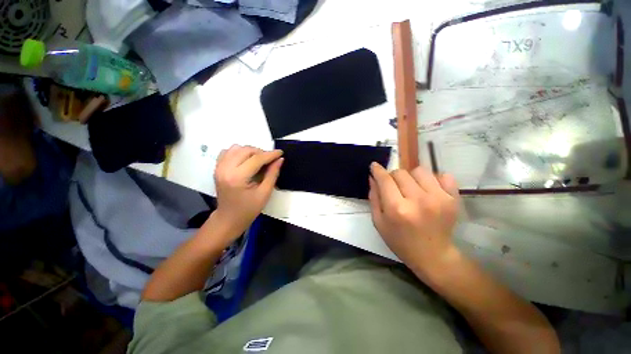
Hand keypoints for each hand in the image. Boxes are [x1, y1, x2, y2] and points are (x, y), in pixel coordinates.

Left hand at [212, 145, 282, 240]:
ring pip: (236, 148)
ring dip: (250, 151)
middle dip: (261, 152)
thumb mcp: (265, 193)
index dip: (270, 154)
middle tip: (270, 160)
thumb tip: (280, 159)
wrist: (228, 219)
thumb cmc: (248, 209)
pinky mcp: (217, 168)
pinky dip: (239, 152)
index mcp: (237, 178)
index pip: (256, 159)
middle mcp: (225, 169)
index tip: (281, 152)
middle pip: (246, 150)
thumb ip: (272, 174)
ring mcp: (219, 167)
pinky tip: (246, 160)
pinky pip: (228, 151)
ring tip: (259, 160)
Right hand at [368, 162, 458, 280]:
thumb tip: (373, 177)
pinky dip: (433, 180)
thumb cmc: (400, 241)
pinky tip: (429, 190)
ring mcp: (438, 198)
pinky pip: (443, 175)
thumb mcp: (379, 222)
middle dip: (393, 177)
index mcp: (397, 209)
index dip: (378, 170)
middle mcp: (418, 200)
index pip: (385, 179)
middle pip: (401, 172)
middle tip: (394, 187)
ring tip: (412, 189)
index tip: (374, 166)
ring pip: (420, 171)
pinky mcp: (453, 199)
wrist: (433, 256)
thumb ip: (374, 198)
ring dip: (411, 177)